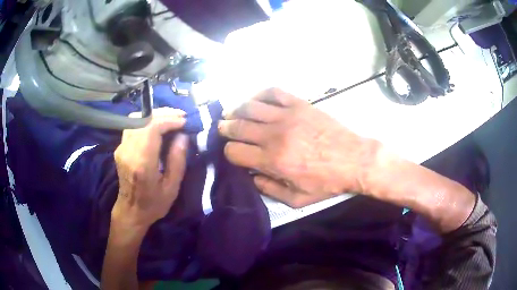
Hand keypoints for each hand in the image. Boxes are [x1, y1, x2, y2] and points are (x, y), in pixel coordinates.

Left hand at [112, 108, 188, 229]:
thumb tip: (183, 136)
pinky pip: (132, 126)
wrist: (131, 211)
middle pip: (144, 119)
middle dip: (164, 114)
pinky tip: (157, 127)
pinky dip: (146, 122)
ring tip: (170, 119)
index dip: (169, 120)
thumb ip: (177, 160)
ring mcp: (121, 148)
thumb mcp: (172, 187)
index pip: (152, 128)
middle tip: (180, 116)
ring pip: (136, 119)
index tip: (184, 121)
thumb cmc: (154, 204)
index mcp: (142, 163)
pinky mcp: (120, 148)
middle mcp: (128, 151)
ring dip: (154, 116)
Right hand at [218, 88, 379, 207]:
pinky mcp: (299, 104)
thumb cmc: (327, 182)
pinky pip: (272, 92)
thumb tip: (251, 177)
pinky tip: (255, 100)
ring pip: (249, 106)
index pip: (235, 151)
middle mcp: (274, 135)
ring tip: (232, 113)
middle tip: (223, 128)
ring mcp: (287, 116)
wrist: (354, 160)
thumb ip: (269, 190)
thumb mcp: (297, 199)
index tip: (234, 153)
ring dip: (235, 109)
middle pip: (237, 126)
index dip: (229, 152)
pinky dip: (259, 94)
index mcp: (273, 161)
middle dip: (225, 128)